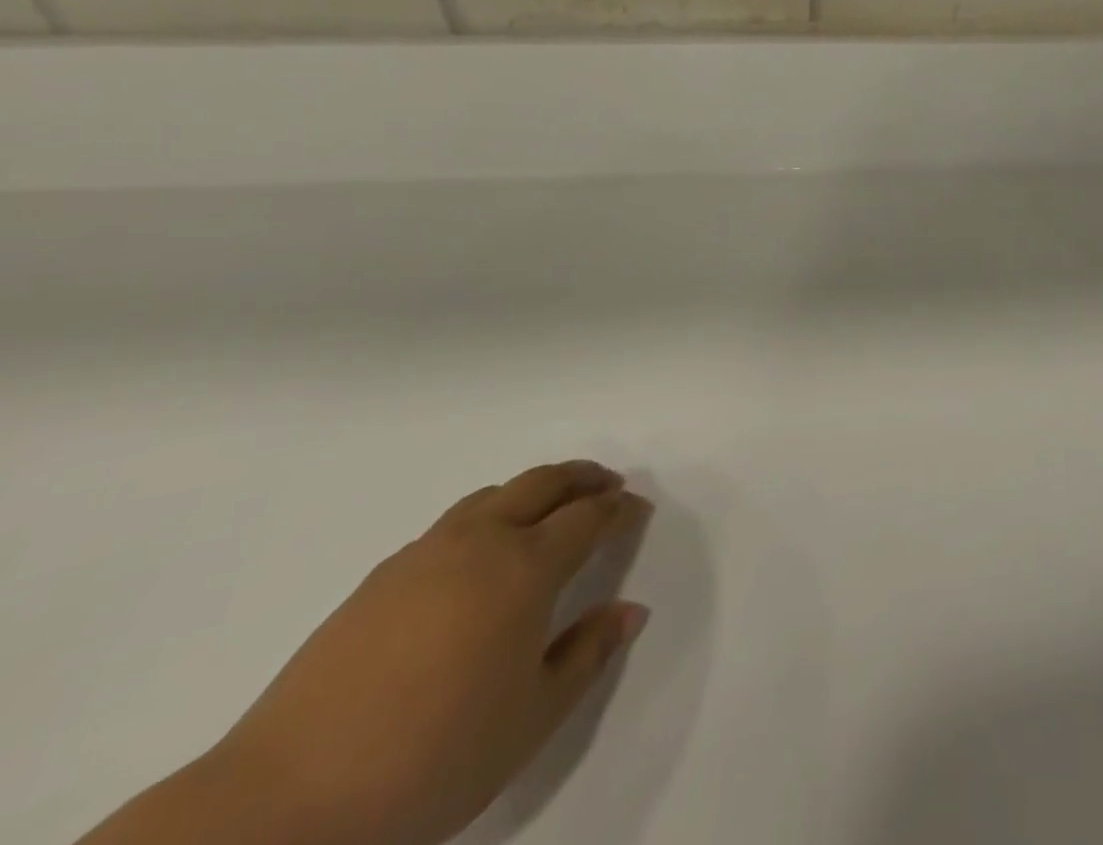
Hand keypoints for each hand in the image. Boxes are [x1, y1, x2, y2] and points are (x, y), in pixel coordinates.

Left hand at [203, 461, 651, 844]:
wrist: (282, 806)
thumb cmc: (432, 759)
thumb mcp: (532, 718)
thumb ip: (588, 654)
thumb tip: (629, 610)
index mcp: (525, 568)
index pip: (589, 517)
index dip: (619, 508)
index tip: (639, 510)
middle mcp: (480, 542)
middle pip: (543, 483)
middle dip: (583, 477)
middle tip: (609, 484)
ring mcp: (424, 554)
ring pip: (494, 495)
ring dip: (534, 489)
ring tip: (550, 508)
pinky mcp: (379, 578)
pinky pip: (453, 523)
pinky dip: (488, 516)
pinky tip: (480, 556)